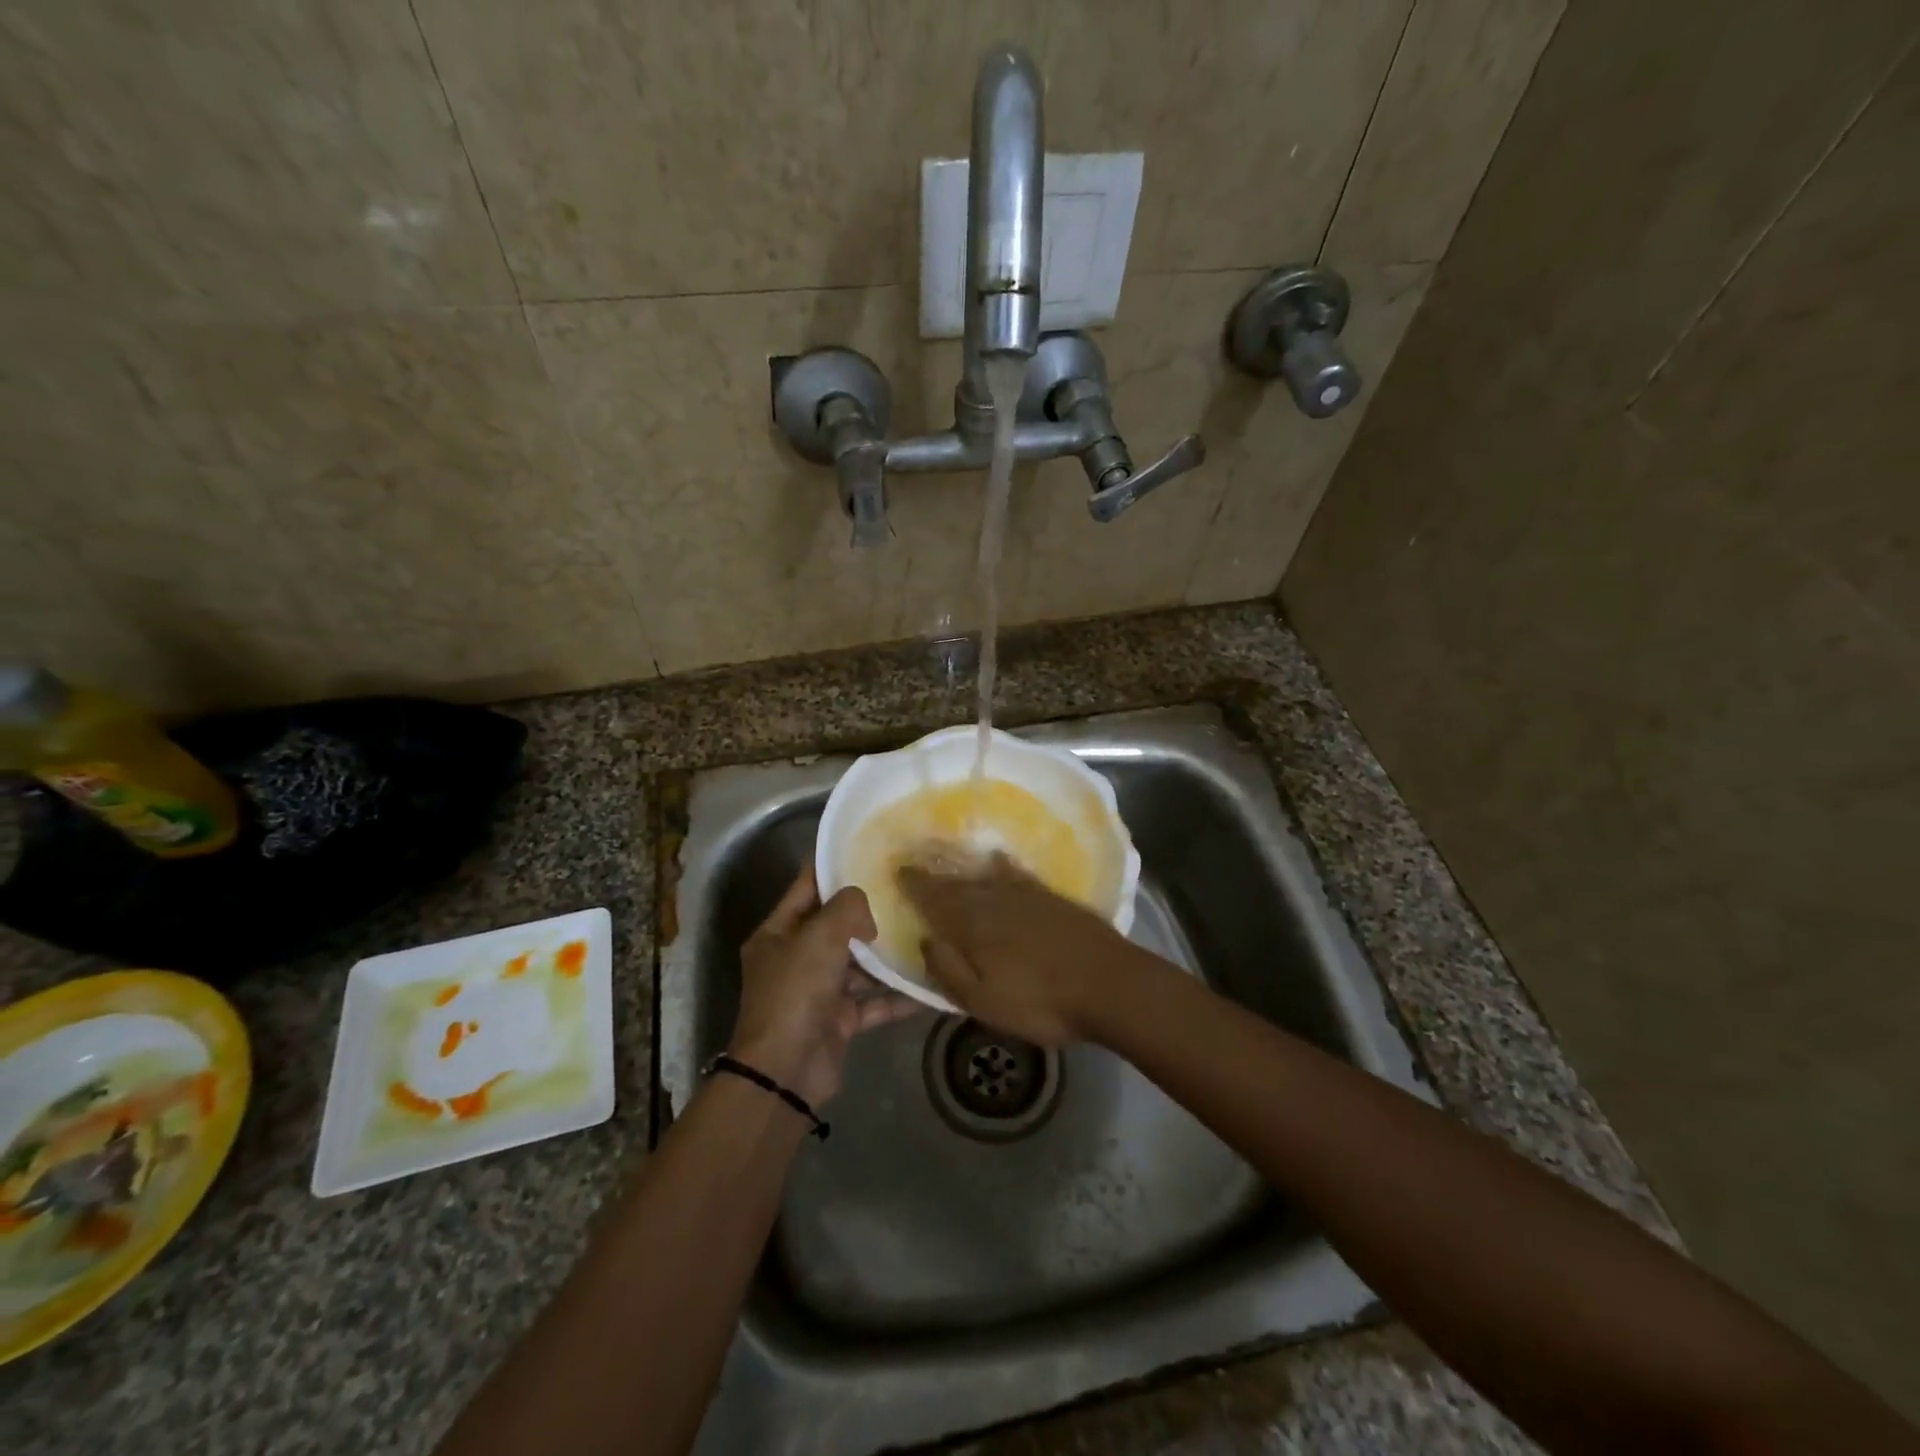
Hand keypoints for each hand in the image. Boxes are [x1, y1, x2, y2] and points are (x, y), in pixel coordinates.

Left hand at [729, 866, 918, 1108]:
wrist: (785, 1071)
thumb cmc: (795, 992)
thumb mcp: (819, 937)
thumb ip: (846, 908)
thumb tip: (866, 907)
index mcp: (777, 933)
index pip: (806, 887)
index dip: (832, 866)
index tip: (866, 848)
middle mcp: (795, 958)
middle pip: (834, 925)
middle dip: (868, 911)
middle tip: (906, 888)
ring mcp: (817, 991)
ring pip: (857, 965)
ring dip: (886, 954)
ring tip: (924, 931)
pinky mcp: (838, 1020)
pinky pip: (873, 1001)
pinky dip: (897, 995)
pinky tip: (929, 984)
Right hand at [899, 854, 1141, 1046]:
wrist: (1110, 985)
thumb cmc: (1041, 1002)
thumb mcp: (983, 1001)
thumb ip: (949, 970)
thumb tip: (924, 939)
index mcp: (973, 925)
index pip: (935, 900)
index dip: (916, 886)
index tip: (899, 871)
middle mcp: (995, 901)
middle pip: (957, 885)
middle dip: (934, 876)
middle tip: (915, 865)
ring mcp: (1026, 896)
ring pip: (984, 878)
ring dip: (962, 871)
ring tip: (946, 863)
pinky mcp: (1051, 898)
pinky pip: (1017, 875)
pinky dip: (1003, 867)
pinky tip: (998, 862)